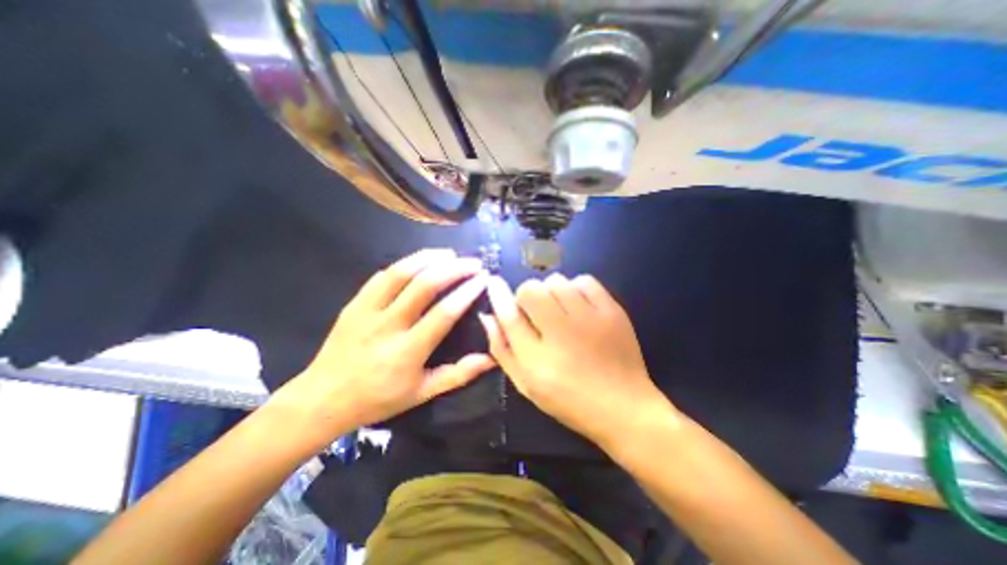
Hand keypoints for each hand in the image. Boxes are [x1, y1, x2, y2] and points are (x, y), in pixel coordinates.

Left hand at [271, 246, 495, 445]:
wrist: (322, 400)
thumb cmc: (378, 400)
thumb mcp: (422, 393)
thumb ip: (458, 374)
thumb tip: (491, 358)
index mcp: (407, 351)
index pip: (444, 313)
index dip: (466, 292)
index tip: (483, 279)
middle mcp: (387, 326)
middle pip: (424, 285)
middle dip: (453, 268)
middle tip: (472, 262)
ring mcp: (366, 312)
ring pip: (400, 273)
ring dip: (428, 258)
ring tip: (449, 253)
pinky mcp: (353, 304)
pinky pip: (380, 277)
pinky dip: (404, 265)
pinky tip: (419, 262)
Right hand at [482, 274, 670, 449]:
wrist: (622, 406)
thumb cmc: (568, 399)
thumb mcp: (526, 383)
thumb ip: (503, 349)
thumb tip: (488, 316)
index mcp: (536, 359)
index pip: (509, 314)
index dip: (498, 295)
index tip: (493, 282)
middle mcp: (561, 333)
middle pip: (532, 289)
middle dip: (527, 297)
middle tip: (537, 313)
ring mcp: (590, 319)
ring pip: (557, 281)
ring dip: (551, 292)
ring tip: (559, 310)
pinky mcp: (611, 311)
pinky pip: (584, 280)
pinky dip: (576, 288)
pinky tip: (579, 306)